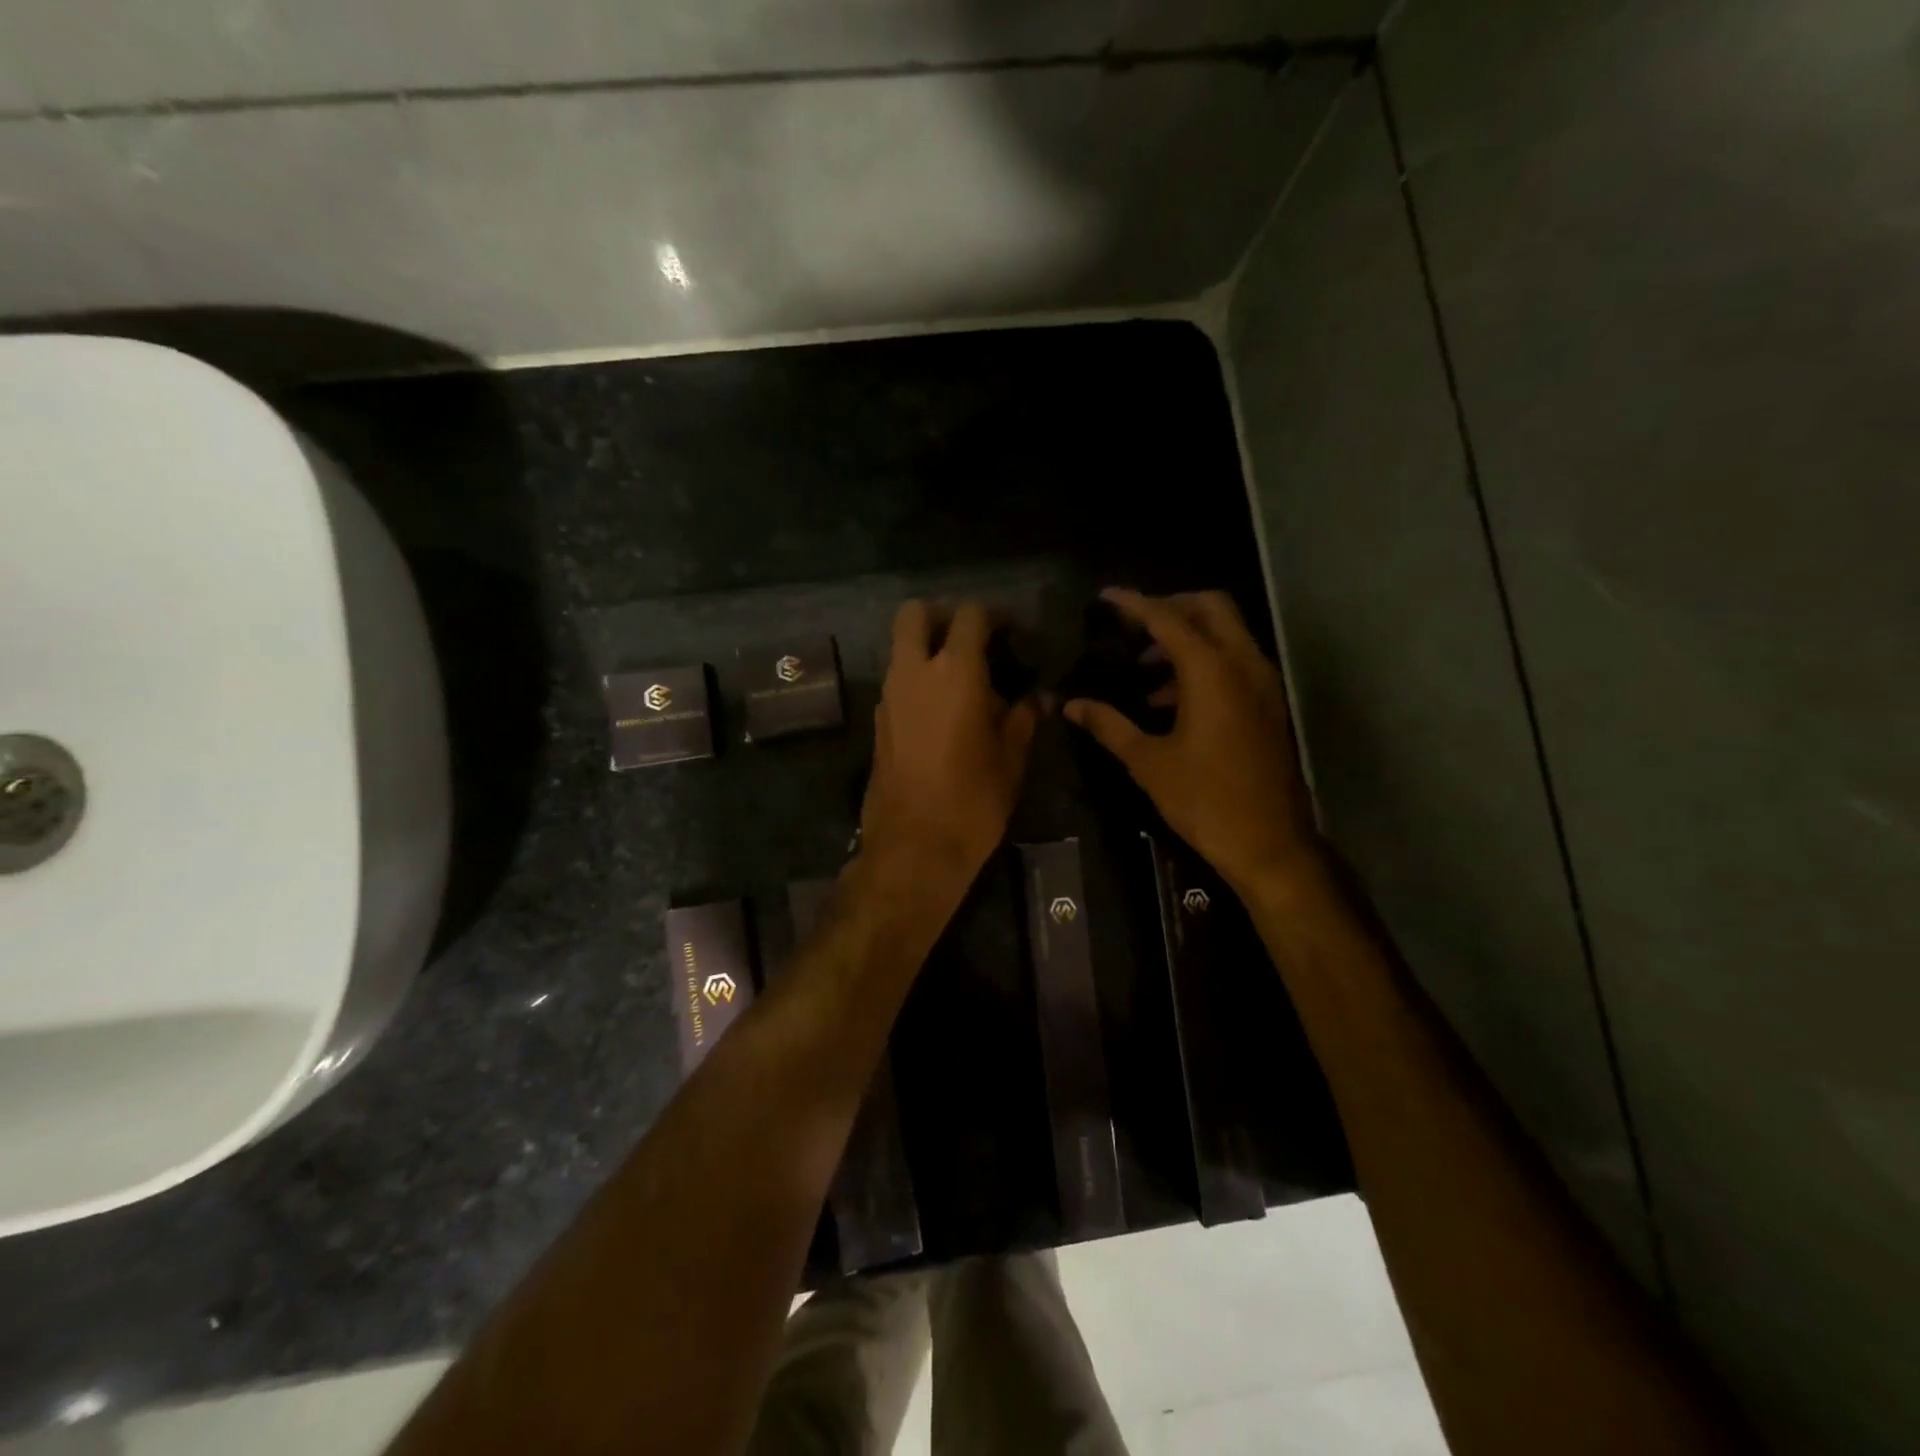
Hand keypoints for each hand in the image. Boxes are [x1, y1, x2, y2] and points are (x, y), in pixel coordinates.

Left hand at [860, 601, 1039, 905]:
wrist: (914, 847)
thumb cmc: (973, 800)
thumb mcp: (1011, 758)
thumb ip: (1023, 717)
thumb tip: (1037, 698)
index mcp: (954, 672)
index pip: (969, 615)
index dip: (995, 616)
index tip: (1014, 633)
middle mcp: (913, 673)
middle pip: (914, 614)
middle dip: (942, 615)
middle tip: (972, 640)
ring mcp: (889, 696)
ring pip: (901, 648)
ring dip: (927, 650)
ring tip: (964, 682)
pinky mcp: (878, 722)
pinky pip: (897, 682)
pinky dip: (917, 680)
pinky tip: (943, 712)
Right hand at [1064, 589, 1320, 894]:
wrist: (1269, 843)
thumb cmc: (1204, 800)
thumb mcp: (1148, 762)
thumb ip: (1109, 725)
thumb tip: (1072, 705)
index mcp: (1212, 672)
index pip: (1168, 619)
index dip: (1134, 604)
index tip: (1105, 597)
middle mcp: (1243, 665)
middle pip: (1210, 608)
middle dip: (1170, 606)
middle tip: (1132, 625)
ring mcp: (1262, 684)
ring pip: (1226, 633)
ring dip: (1187, 637)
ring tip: (1144, 668)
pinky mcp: (1268, 704)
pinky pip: (1235, 662)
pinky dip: (1204, 662)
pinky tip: (1170, 699)